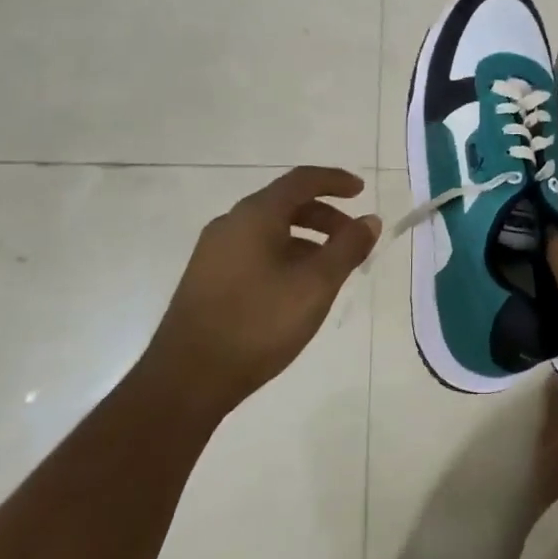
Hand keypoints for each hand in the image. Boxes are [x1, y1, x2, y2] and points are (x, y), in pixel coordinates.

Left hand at [149, 167, 380, 410]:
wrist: (187, 378)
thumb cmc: (258, 323)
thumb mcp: (316, 285)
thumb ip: (347, 248)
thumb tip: (370, 220)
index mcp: (255, 215)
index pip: (301, 180)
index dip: (335, 181)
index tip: (361, 191)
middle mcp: (230, 223)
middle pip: (285, 204)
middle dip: (325, 216)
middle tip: (352, 238)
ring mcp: (214, 252)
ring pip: (269, 230)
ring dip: (306, 238)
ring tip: (330, 269)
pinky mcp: (206, 278)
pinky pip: (254, 251)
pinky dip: (284, 255)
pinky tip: (296, 289)